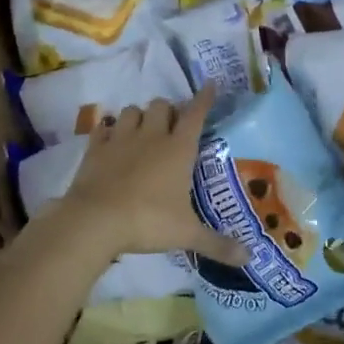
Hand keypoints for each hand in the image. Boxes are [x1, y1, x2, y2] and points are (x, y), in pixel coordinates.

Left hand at [59, 88, 248, 266]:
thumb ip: (218, 244)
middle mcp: (152, 136)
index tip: (210, 84)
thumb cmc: (148, 222)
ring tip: (142, 131)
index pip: (196, 114)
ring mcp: (120, 139)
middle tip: (171, 126)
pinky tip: (111, 141)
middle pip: (161, 105)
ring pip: (131, 111)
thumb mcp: (187, 234)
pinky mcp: (94, 149)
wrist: (95, 221)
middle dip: (168, 110)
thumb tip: (248, 259)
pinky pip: (102, 129)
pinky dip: (108, 131)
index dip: (205, 98)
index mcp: (179, 149)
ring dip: (139, 116)